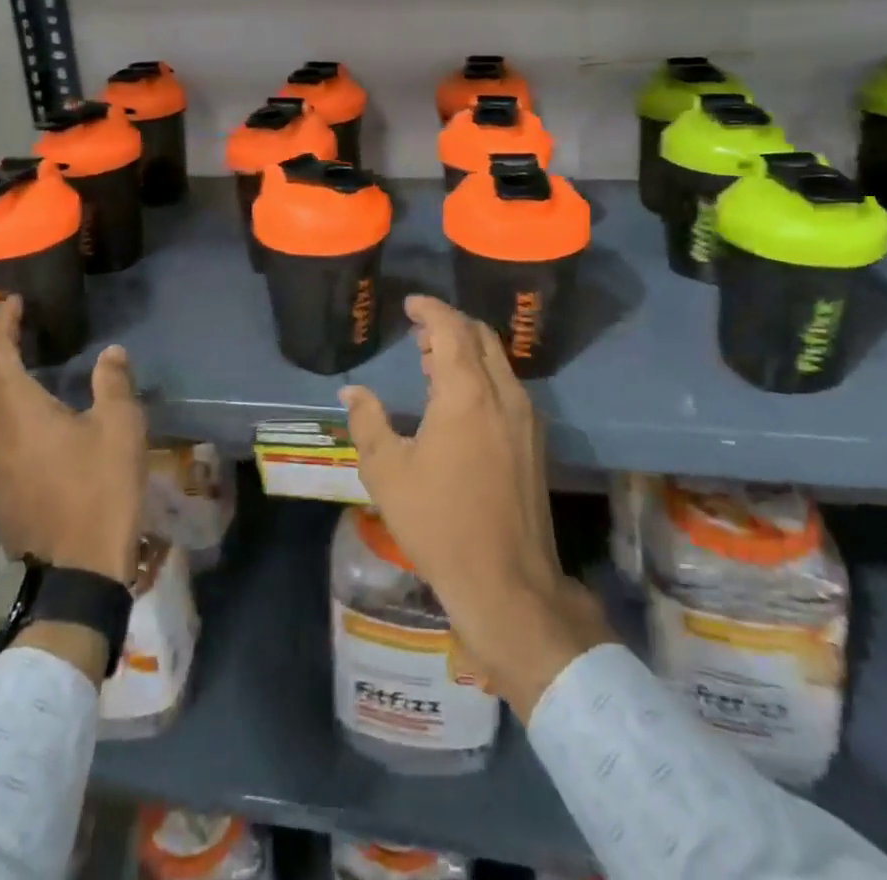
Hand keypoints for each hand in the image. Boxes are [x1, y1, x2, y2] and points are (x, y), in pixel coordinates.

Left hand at [0, 297, 146, 584]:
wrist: (76, 568)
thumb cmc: (100, 488)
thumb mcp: (120, 427)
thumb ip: (112, 382)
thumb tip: (111, 352)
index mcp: (15, 410)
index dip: (0, 323)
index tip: (13, 302)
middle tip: (13, 328)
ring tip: (13, 362)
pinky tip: (15, 410)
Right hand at [341, 296, 613, 720]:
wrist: (507, 583)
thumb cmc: (439, 523)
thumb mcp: (387, 472)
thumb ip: (367, 421)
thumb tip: (352, 390)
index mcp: (467, 394)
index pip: (451, 329)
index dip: (430, 309)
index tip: (410, 304)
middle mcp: (504, 395)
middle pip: (481, 337)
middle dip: (450, 325)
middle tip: (418, 333)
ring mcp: (526, 418)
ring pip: (497, 362)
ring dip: (466, 351)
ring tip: (431, 363)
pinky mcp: (534, 442)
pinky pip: (507, 387)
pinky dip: (482, 375)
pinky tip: (458, 401)